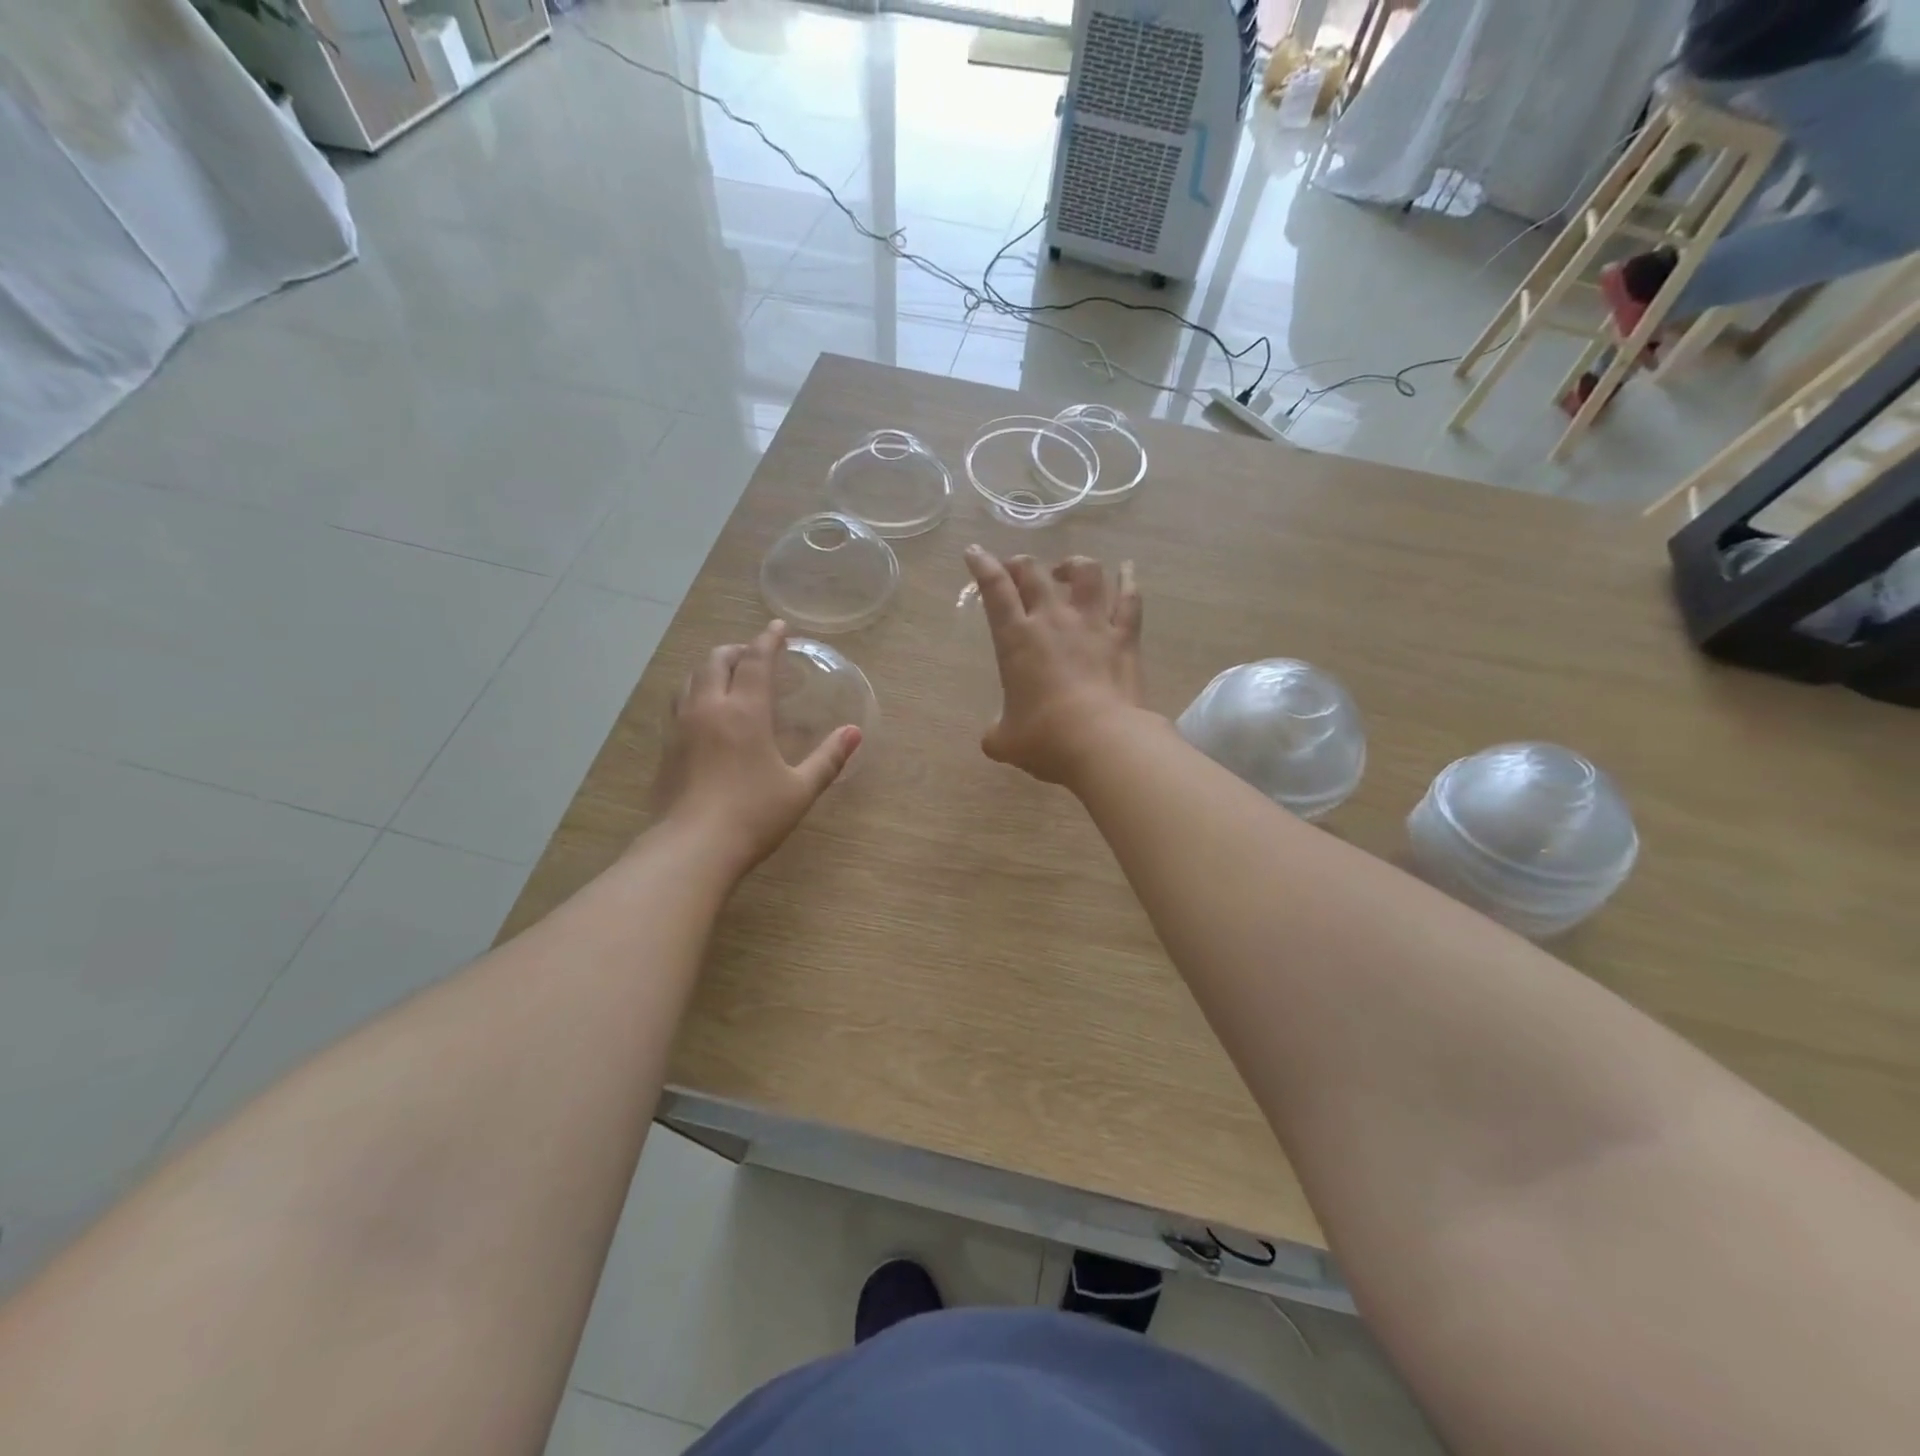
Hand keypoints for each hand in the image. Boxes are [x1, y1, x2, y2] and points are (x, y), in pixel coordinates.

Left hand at [652, 620, 861, 874]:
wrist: (691, 849)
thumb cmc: (753, 816)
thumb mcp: (800, 789)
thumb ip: (829, 758)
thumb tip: (855, 733)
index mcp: (745, 711)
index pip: (756, 661)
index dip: (768, 639)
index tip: (778, 627)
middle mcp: (709, 708)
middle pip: (717, 660)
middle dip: (738, 650)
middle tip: (755, 655)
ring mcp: (682, 726)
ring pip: (692, 678)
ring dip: (712, 668)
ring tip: (728, 676)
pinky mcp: (666, 747)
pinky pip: (679, 702)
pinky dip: (696, 691)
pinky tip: (705, 712)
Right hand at [963, 545, 1145, 784]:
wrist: (1103, 742)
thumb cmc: (1046, 739)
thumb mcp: (1005, 741)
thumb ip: (996, 732)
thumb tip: (994, 737)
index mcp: (1016, 639)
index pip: (995, 590)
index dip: (982, 566)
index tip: (975, 553)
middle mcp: (1053, 620)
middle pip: (1034, 572)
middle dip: (1020, 564)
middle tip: (1016, 569)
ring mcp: (1093, 624)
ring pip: (1085, 573)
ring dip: (1072, 564)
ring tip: (1066, 569)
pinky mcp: (1125, 637)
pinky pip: (1130, 599)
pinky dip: (1128, 580)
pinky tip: (1127, 570)